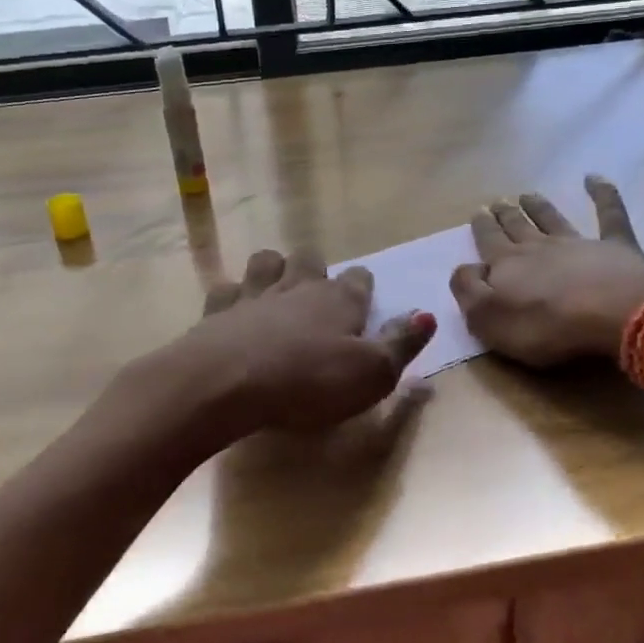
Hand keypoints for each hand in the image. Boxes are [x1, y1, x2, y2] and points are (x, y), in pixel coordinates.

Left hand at [170, 249, 435, 439]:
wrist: (227, 383)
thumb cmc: (309, 381)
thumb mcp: (372, 373)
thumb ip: (401, 343)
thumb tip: (427, 314)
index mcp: (339, 300)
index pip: (359, 279)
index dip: (363, 288)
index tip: (364, 302)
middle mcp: (298, 287)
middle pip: (310, 259)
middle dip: (316, 270)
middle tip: (318, 295)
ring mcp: (254, 294)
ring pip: (267, 262)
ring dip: (274, 270)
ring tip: (276, 291)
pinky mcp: (216, 311)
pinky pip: (227, 289)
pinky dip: (233, 296)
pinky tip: (234, 312)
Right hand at [451, 175, 643, 366]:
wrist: (610, 313)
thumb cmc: (544, 325)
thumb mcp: (488, 318)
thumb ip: (468, 291)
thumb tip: (464, 268)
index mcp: (507, 265)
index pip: (489, 242)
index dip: (482, 228)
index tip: (478, 212)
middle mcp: (539, 247)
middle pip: (518, 227)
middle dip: (505, 215)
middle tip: (498, 202)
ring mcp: (579, 243)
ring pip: (553, 219)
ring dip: (539, 206)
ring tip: (528, 195)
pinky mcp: (616, 247)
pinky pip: (609, 214)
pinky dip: (603, 194)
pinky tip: (596, 178)